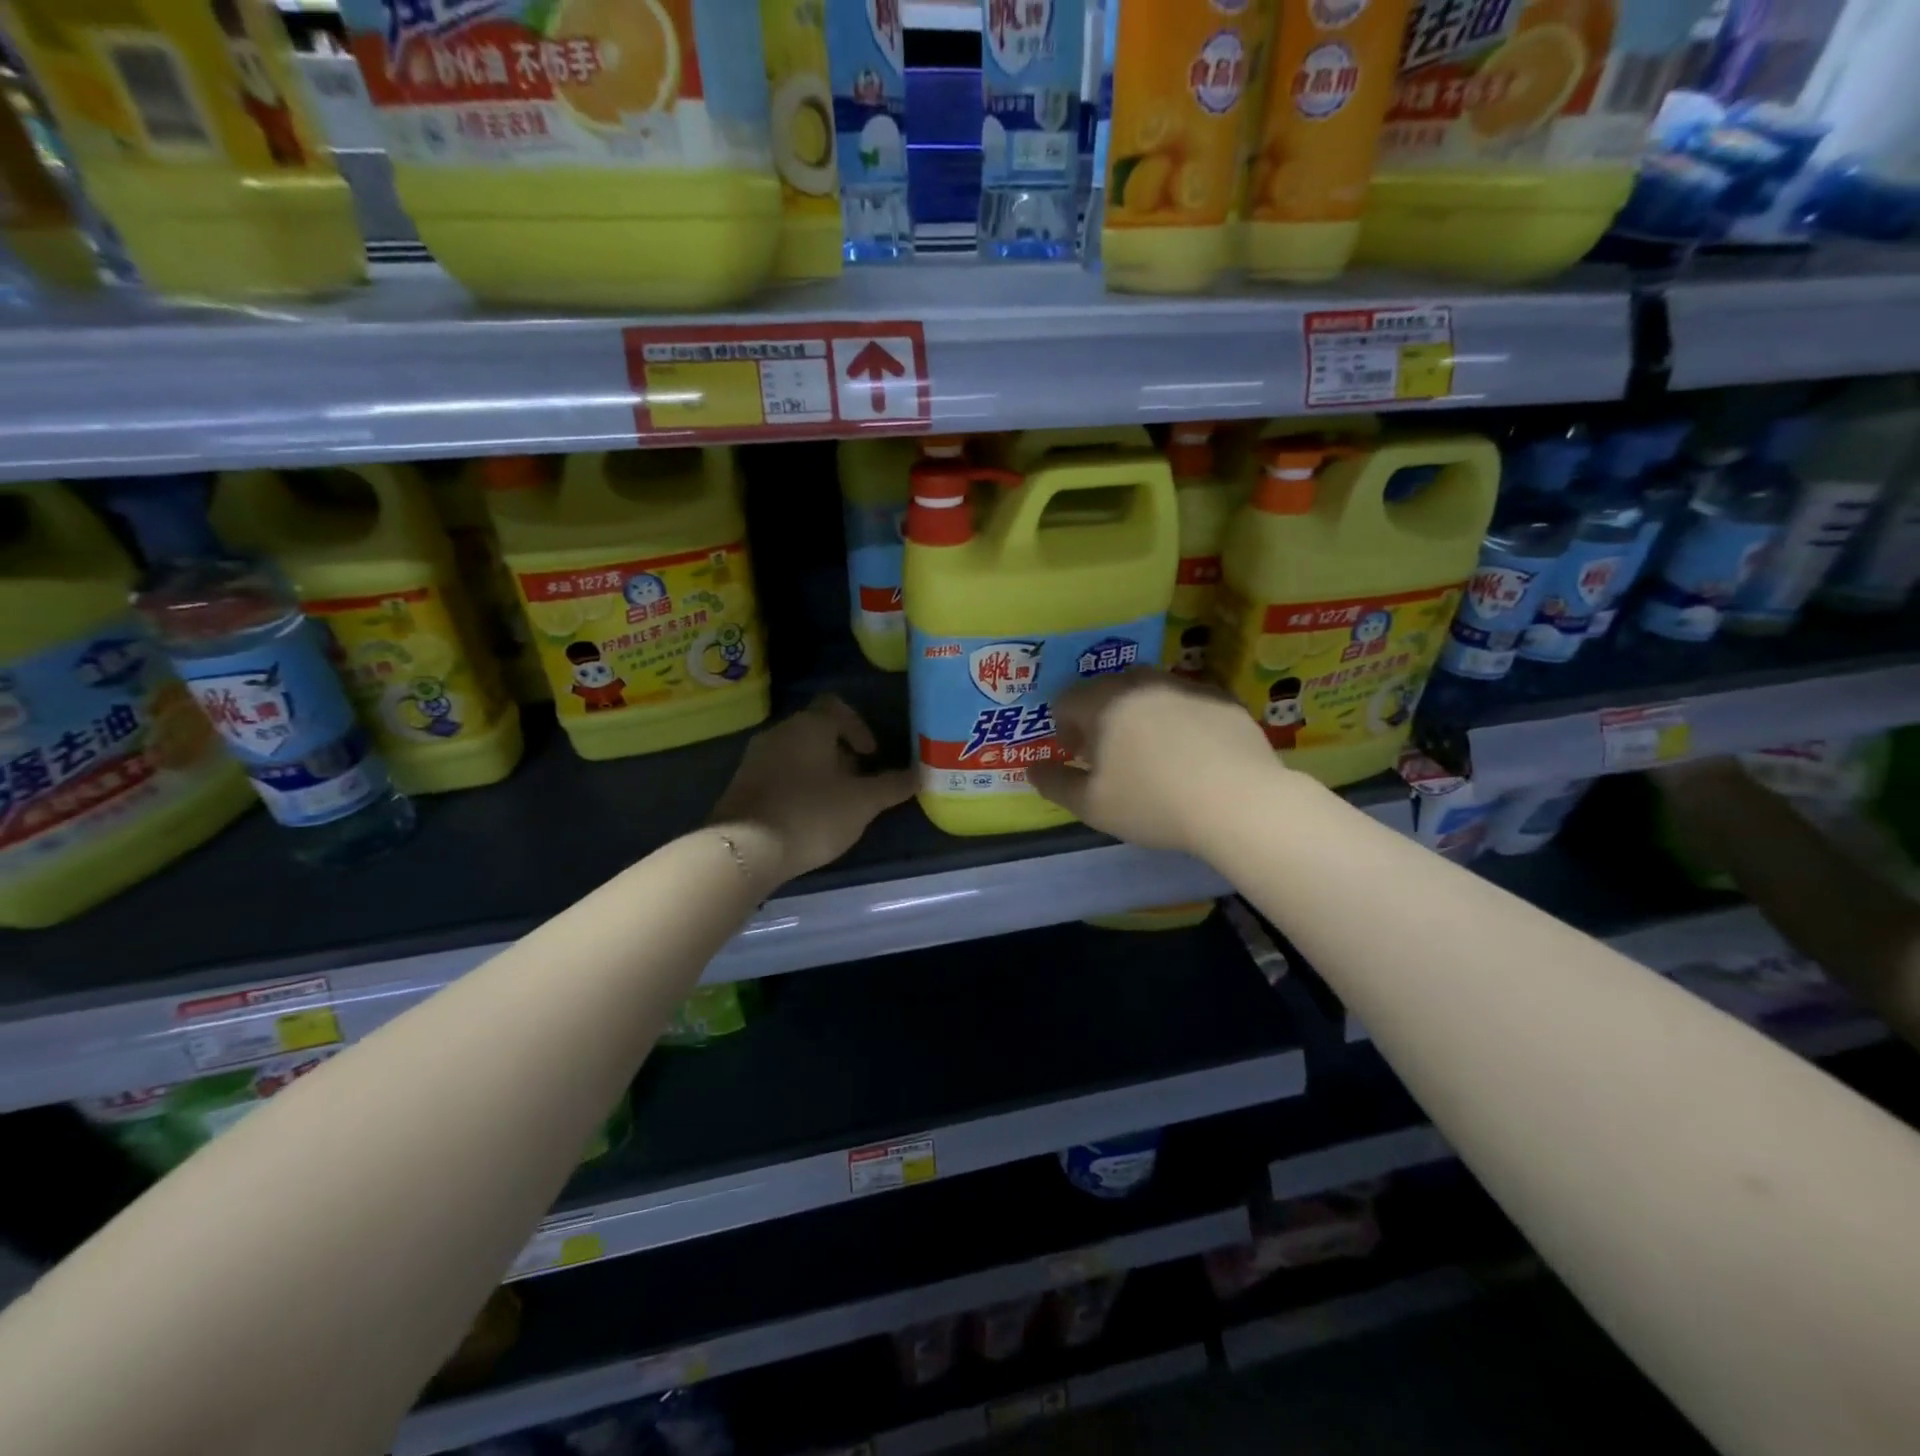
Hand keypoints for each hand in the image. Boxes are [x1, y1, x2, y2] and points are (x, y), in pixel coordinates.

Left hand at [711, 694, 915, 883]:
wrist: (744, 849)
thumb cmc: (811, 814)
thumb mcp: (862, 803)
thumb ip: (892, 786)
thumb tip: (919, 775)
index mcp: (810, 725)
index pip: (837, 706)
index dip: (859, 727)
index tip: (872, 756)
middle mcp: (780, 732)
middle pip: (816, 730)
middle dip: (841, 753)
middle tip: (858, 782)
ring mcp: (755, 757)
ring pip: (796, 753)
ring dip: (818, 770)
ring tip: (835, 802)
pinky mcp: (741, 784)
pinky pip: (777, 773)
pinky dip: (796, 785)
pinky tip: (806, 815)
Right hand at [1027, 669, 1278, 855]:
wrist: (1238, 801)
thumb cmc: (1152, 803)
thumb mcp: (1091, 806)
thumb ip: (1054, 784)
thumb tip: (1032, 769)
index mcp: (1102, 703)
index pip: (1066, 699)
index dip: (1063, 727)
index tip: (1075, 755)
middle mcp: (1140, 683)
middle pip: (1107, 689)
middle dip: (1100, 716)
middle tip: (1110, 753)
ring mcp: (1184, 686)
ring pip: (1149, 692)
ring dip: (1140, 714)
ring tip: (1152, 750)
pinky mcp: (1221, 698)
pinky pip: (1187, 702)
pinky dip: (1179, 719)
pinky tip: (1192, 753)